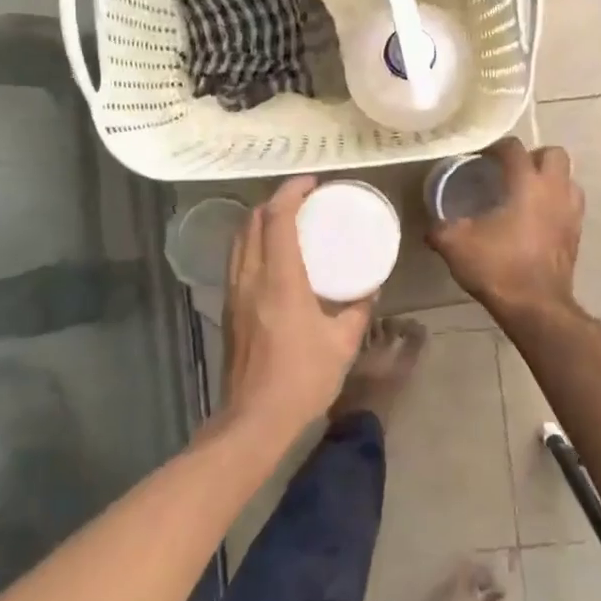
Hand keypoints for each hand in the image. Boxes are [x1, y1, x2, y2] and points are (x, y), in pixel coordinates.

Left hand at [219, 176, 373, 441]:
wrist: (254, 418)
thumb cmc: (303, 379)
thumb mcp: (343, 343)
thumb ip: (358, 309)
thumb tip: (371, 286)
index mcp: (280, 280)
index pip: (277, 218)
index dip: (291, 192)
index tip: (312, 182)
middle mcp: (251, 277)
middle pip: (252, 221)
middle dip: (275, 201)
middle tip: (303, 199)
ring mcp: (234, 292)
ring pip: (240, 238)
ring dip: (260, 220)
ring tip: (287, 220)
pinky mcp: (229, 307)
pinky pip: (237, 258)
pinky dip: (253, 242)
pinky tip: (272, 255)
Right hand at [426, 138, 583, 316]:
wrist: (535, 307)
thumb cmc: (497, 267)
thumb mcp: (455, 245)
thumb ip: (439, 228)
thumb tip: (430, 226)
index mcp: (526, 183)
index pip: (514, 148)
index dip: (495, 148)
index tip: (479, 158)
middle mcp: (554, 190)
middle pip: (553, 154)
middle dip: (533, 156)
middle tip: (510, 172)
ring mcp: (570, 212)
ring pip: (568, 178)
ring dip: (550, 179)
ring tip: (526, 193)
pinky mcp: (577, 234)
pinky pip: (570, 204)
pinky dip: (556, 203)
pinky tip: (536, 219)